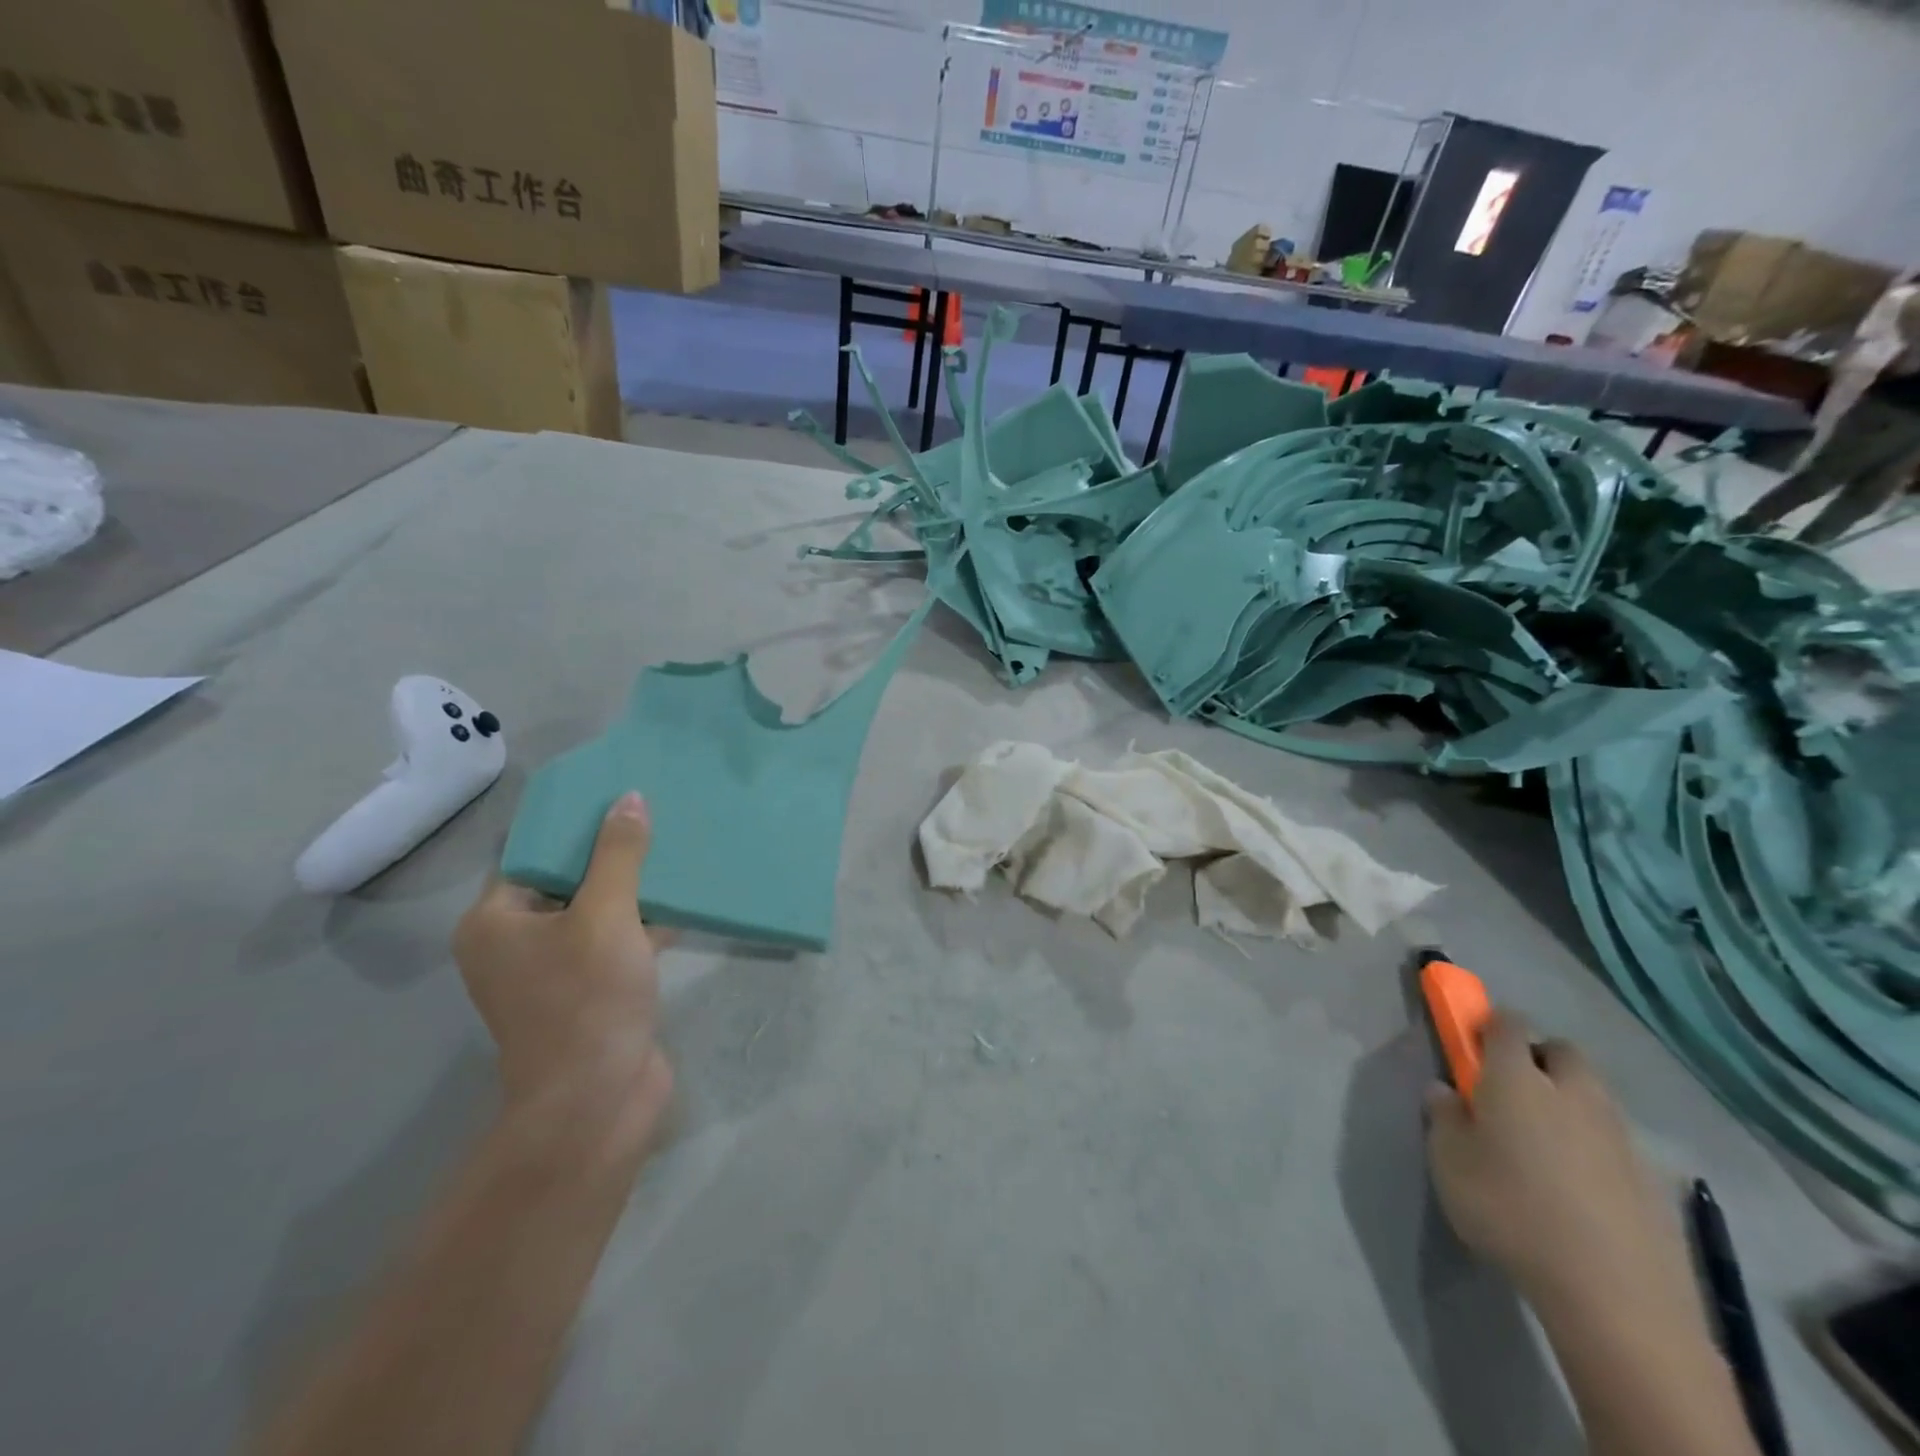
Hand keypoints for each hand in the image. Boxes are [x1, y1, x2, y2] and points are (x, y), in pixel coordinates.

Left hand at [453, 793, 672, 1144]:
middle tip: (653, 813)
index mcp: (496, 922)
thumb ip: (618, 854)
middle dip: (611, 852)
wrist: (598, 1099)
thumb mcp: (607, 915)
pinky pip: (617, 940)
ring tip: (674, 846)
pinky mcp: (592, 990)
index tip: (616, 794)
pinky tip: (683, 898)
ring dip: (634, 887)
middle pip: (568, 880)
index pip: (533, 854)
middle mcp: (516, 944)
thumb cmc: (587, 998)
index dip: (575, 824)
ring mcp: (555, 971)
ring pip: (597, 911)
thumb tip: (629, 799)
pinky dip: (644, 921)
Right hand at [1425, 1013, 1692, 1319]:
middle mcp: (1571, 1092)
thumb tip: (1445, 1090)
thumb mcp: (1448, 1162)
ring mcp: (1618, 1135)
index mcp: (1517, 1078)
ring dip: (1569, 1102)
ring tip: (1545, 1144)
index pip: (1507, 1024)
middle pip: (1562, 1051)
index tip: (1472, 1043)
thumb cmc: (1510, 1211)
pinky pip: (1615, 1141)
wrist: (1614, 1295)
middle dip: (1539, 1057)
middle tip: (1512, 1090)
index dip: (1489, 1024)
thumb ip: (1443, 1117)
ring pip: (1593, 1095)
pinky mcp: (1651, 1179)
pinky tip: (1579, 1187)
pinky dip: (1595, 1147)